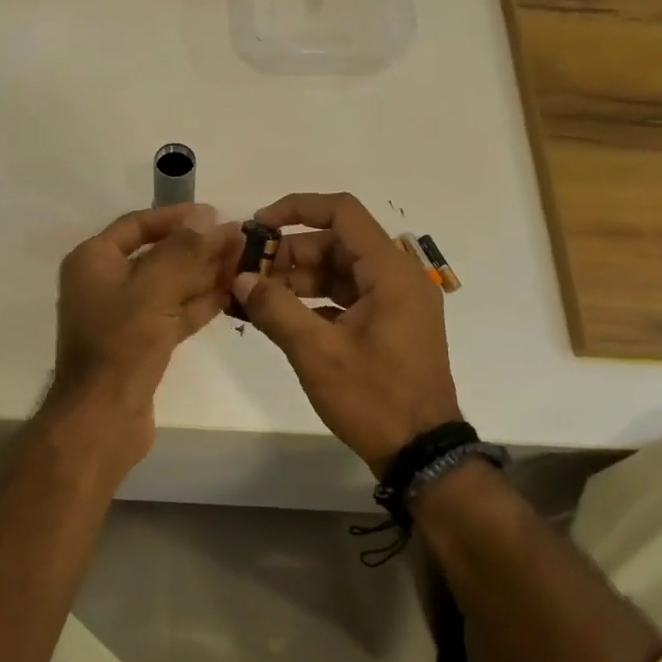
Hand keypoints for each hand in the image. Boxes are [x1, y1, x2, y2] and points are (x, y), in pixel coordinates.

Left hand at [43, 204, 234, 471]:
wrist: (102, 419)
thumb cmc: (120, 345)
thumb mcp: (152, 290)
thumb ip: (183, 251)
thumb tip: (208, 216)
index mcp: (93, 261)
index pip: (137, 225)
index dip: (176, 217)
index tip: (215, 213)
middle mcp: (104, 283)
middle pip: (157, 255)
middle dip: (198, 248)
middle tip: (240, 240)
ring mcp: (122, 316)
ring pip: (168, 286)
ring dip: (204, 275)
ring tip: (244, 263)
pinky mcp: (140, 344)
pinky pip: (172, 314)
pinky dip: (198, 304)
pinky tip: (230, 293)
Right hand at [233, 192, 462, 474]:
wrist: (421, 453)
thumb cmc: (373, 398)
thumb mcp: (316, 352)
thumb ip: (275, 308)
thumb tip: (240, 279)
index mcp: (390, 272)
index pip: (342, 213)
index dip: (297, 209)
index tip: (259, 227)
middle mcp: (398, 277)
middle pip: (337, 243)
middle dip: (290, 253)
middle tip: (248, 272)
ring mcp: (396, 303)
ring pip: (340, 271)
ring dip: (298, 278)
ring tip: (256, 296)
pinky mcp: (390, 325)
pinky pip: (347, 297)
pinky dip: (314, 300)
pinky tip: (280, 317)